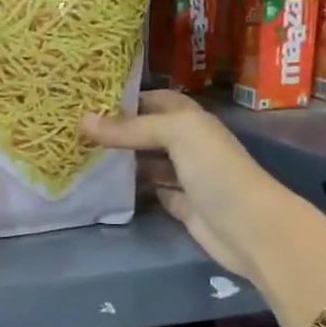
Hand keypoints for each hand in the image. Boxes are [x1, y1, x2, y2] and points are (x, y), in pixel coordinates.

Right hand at [80, 90, 290, 275]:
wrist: (250, 228)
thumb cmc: (215, 170)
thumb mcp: (175, 134)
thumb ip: (130, 128)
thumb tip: (82, 122)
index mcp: (190, 120)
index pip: (153, 100)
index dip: (125, 98)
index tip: (87, 101)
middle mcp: (187, 143)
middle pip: (147, 131)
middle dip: (117, 130)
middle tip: (75, 132)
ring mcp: (185, 176)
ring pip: (146, 162)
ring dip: (121, 160)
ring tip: (83, 157)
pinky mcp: (181, 206)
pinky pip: (151, 191)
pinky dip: (131, 190)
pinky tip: (105, 187)